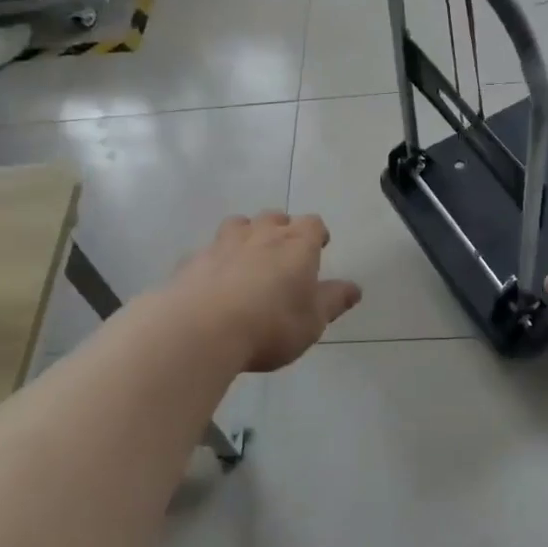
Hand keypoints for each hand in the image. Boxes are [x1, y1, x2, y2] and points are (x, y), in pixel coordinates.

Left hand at [170, 213, 360, 373]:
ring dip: (246, 235)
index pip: (312, 224)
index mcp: (296, 245)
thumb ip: (333, 301)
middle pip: (274, 218)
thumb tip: (354, 288)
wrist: (202, 328)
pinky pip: (209, 251)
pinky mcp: (193, 260)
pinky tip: (214, 280)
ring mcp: (223, 243)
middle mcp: (261, 234)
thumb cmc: (271, 324)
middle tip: (284, 251)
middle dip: (281, 229)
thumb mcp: (313, 321)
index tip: (319, 246)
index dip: (317, 233)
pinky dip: (215, 260)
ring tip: (248, 257)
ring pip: (239, 225)